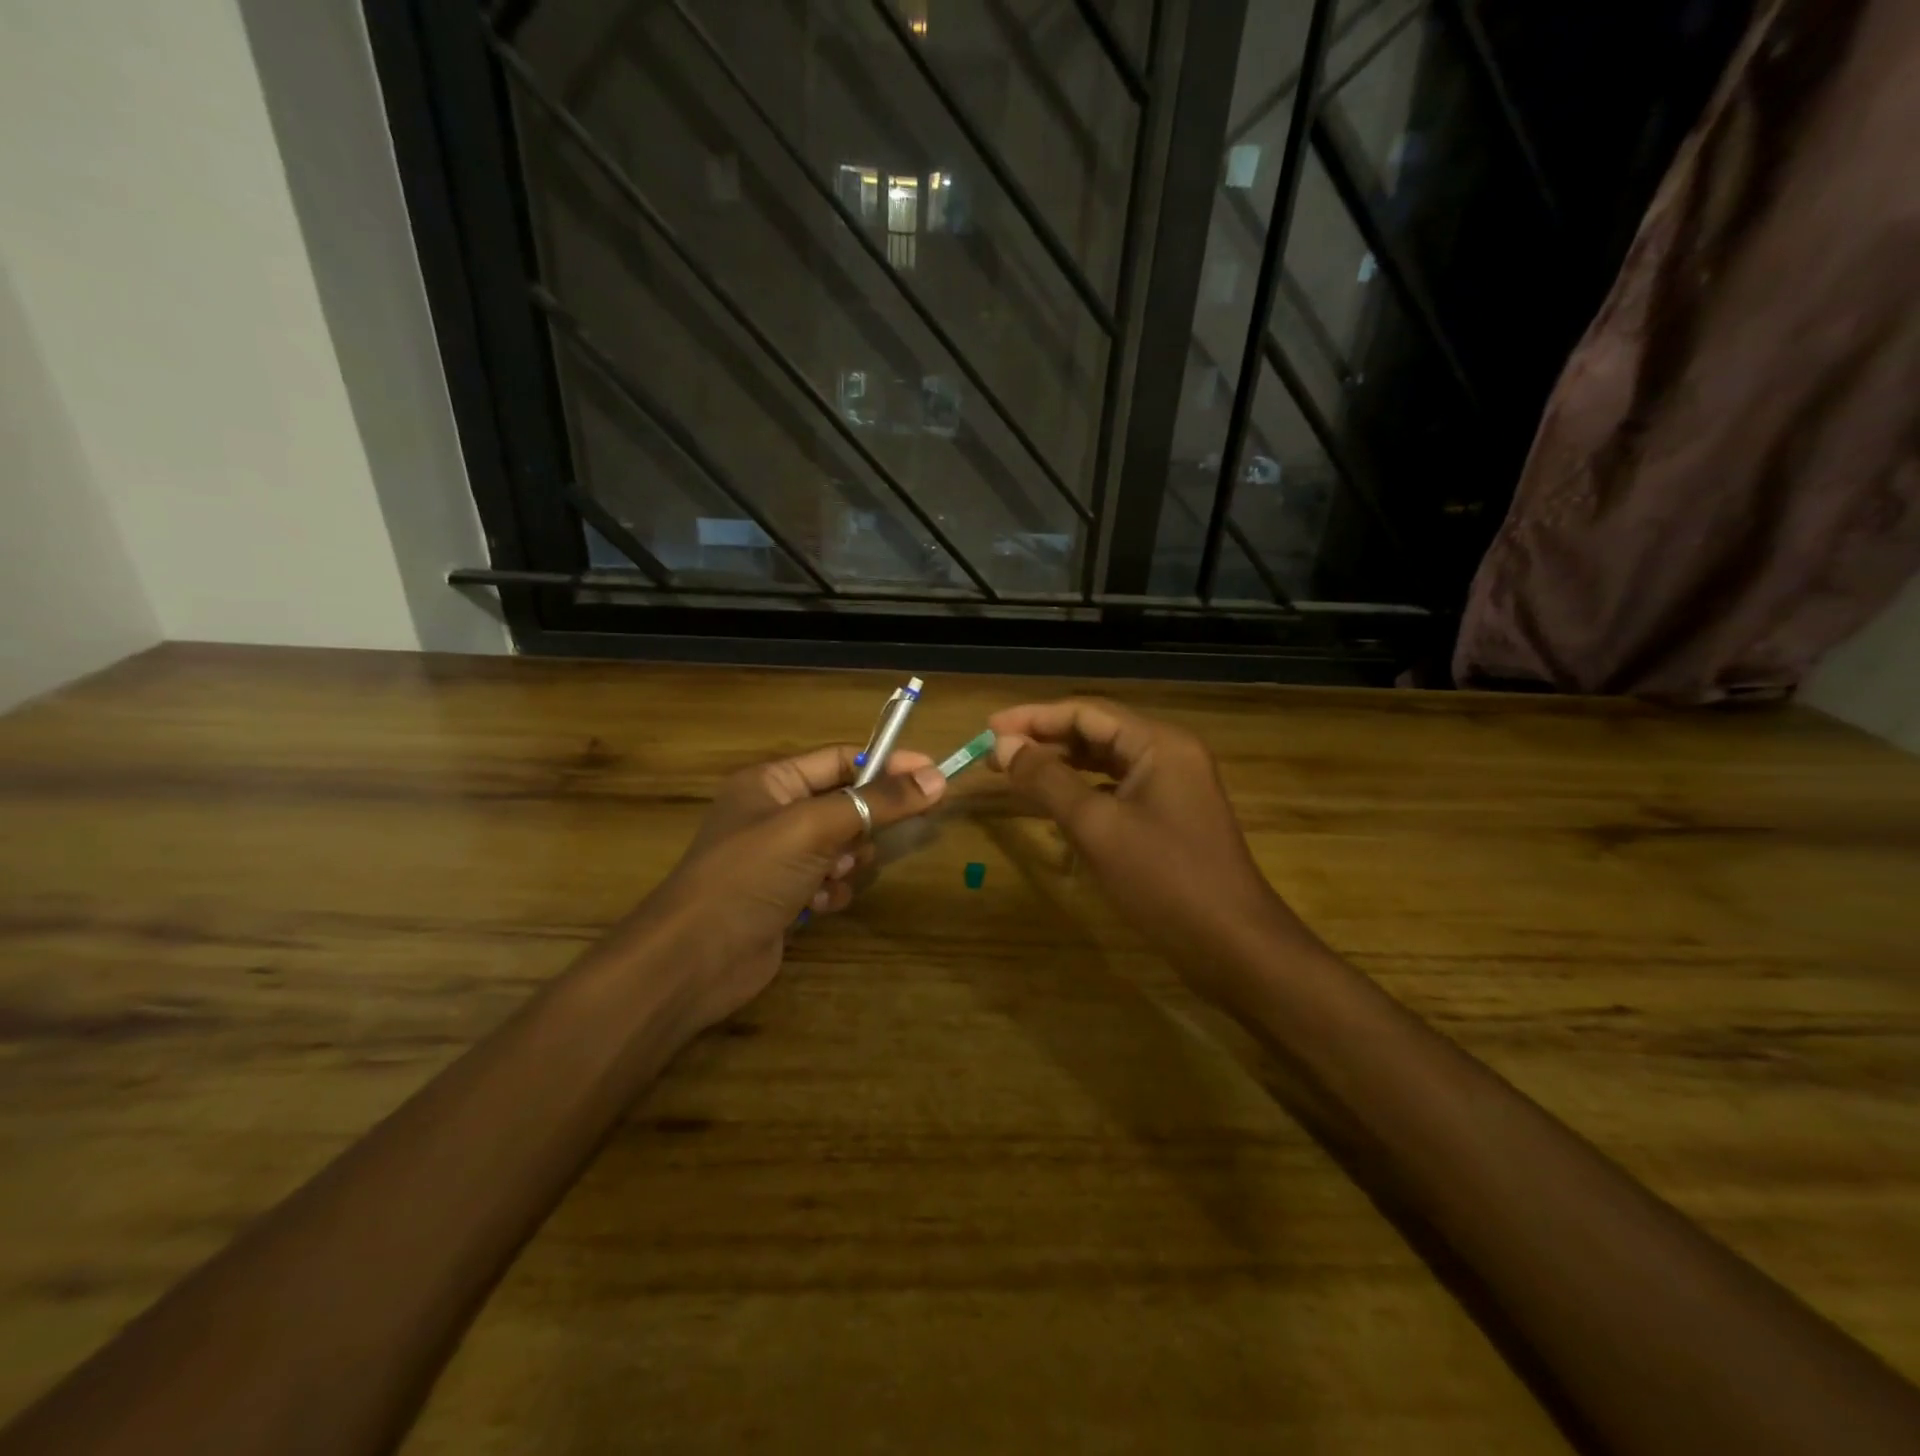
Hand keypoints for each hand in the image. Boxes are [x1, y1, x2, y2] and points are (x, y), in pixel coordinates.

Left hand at [641, 745, 946, 1031]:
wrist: (695, 960)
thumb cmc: (750, 875)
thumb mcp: (815, 828)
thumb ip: (877, 803)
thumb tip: (937, 779)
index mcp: (771, 782)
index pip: (841, 759)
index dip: (887, 765)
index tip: (933, 775)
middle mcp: (775, 813)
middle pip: (846, 805)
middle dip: (862, 827)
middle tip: (864, 843)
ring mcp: (779, 858)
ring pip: (843, 846)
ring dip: (847, 863)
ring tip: (829, 876)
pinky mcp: (785, 896)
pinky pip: (830, 881)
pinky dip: (832, 891)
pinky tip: (816, 906)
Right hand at [990, 699, 1303, 998]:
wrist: (1233, 946)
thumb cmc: (1164, 880)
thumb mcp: (1097, 826)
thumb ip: (1047, 780)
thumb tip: (1004, 745)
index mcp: (1159, 743)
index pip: (1086, 712)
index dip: (1033, 717)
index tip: (988, 730)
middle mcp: (1168, 754)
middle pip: (1096, 733)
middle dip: (1044, 741)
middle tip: (994, 756)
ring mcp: (1172, 787)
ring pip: (1105, 763)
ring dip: (1061, 766)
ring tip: (1015, 774)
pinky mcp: (1169, 817)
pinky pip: (1117, 790)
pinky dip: (1083, 792)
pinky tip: (1054, 806)